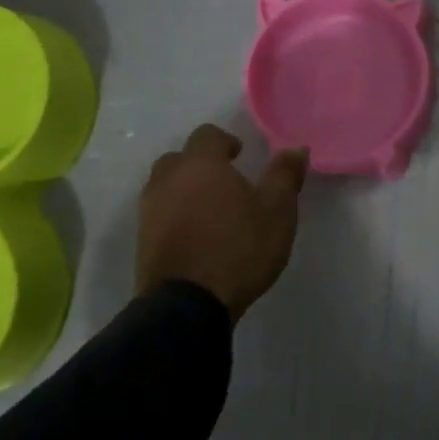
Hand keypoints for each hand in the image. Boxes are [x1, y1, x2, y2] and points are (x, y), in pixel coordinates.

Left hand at [136, 124, 308, 317]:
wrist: (187, 305)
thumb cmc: (238, 248)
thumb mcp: (277, 211)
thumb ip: (285, 175)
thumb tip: (296, 148)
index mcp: (201, 165)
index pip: (206, 135)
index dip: (224, 141)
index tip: (240, 156)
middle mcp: (168, 181)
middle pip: (179, 159)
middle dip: (200, 165)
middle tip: (225, 182)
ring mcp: (150, 212)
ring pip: (165, 187)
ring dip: (185, 191)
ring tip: (211, 210)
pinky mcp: (142, 242)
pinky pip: (159, 215)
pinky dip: (176, 217)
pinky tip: (197, 235)